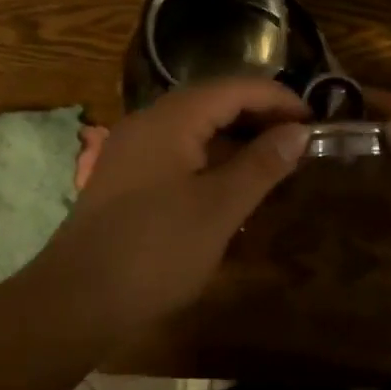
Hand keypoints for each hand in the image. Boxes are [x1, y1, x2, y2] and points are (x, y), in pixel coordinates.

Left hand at [32, 78, 309, 340]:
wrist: (75, 301)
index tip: (315, 122)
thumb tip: (298, 131)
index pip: (235, 88)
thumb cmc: (155, 250)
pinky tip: (230, 184)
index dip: (279, 99)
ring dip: (235, 138)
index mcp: (172, 117)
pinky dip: (210, 158)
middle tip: (299, 141)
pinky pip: (178, 150)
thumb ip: (261, 165)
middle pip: (214, 101)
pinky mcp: (126, 176)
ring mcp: (133, 148)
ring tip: (273, 161)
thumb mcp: (219, 209)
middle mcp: (149, 120)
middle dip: (259, 116)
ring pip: (195, 127)